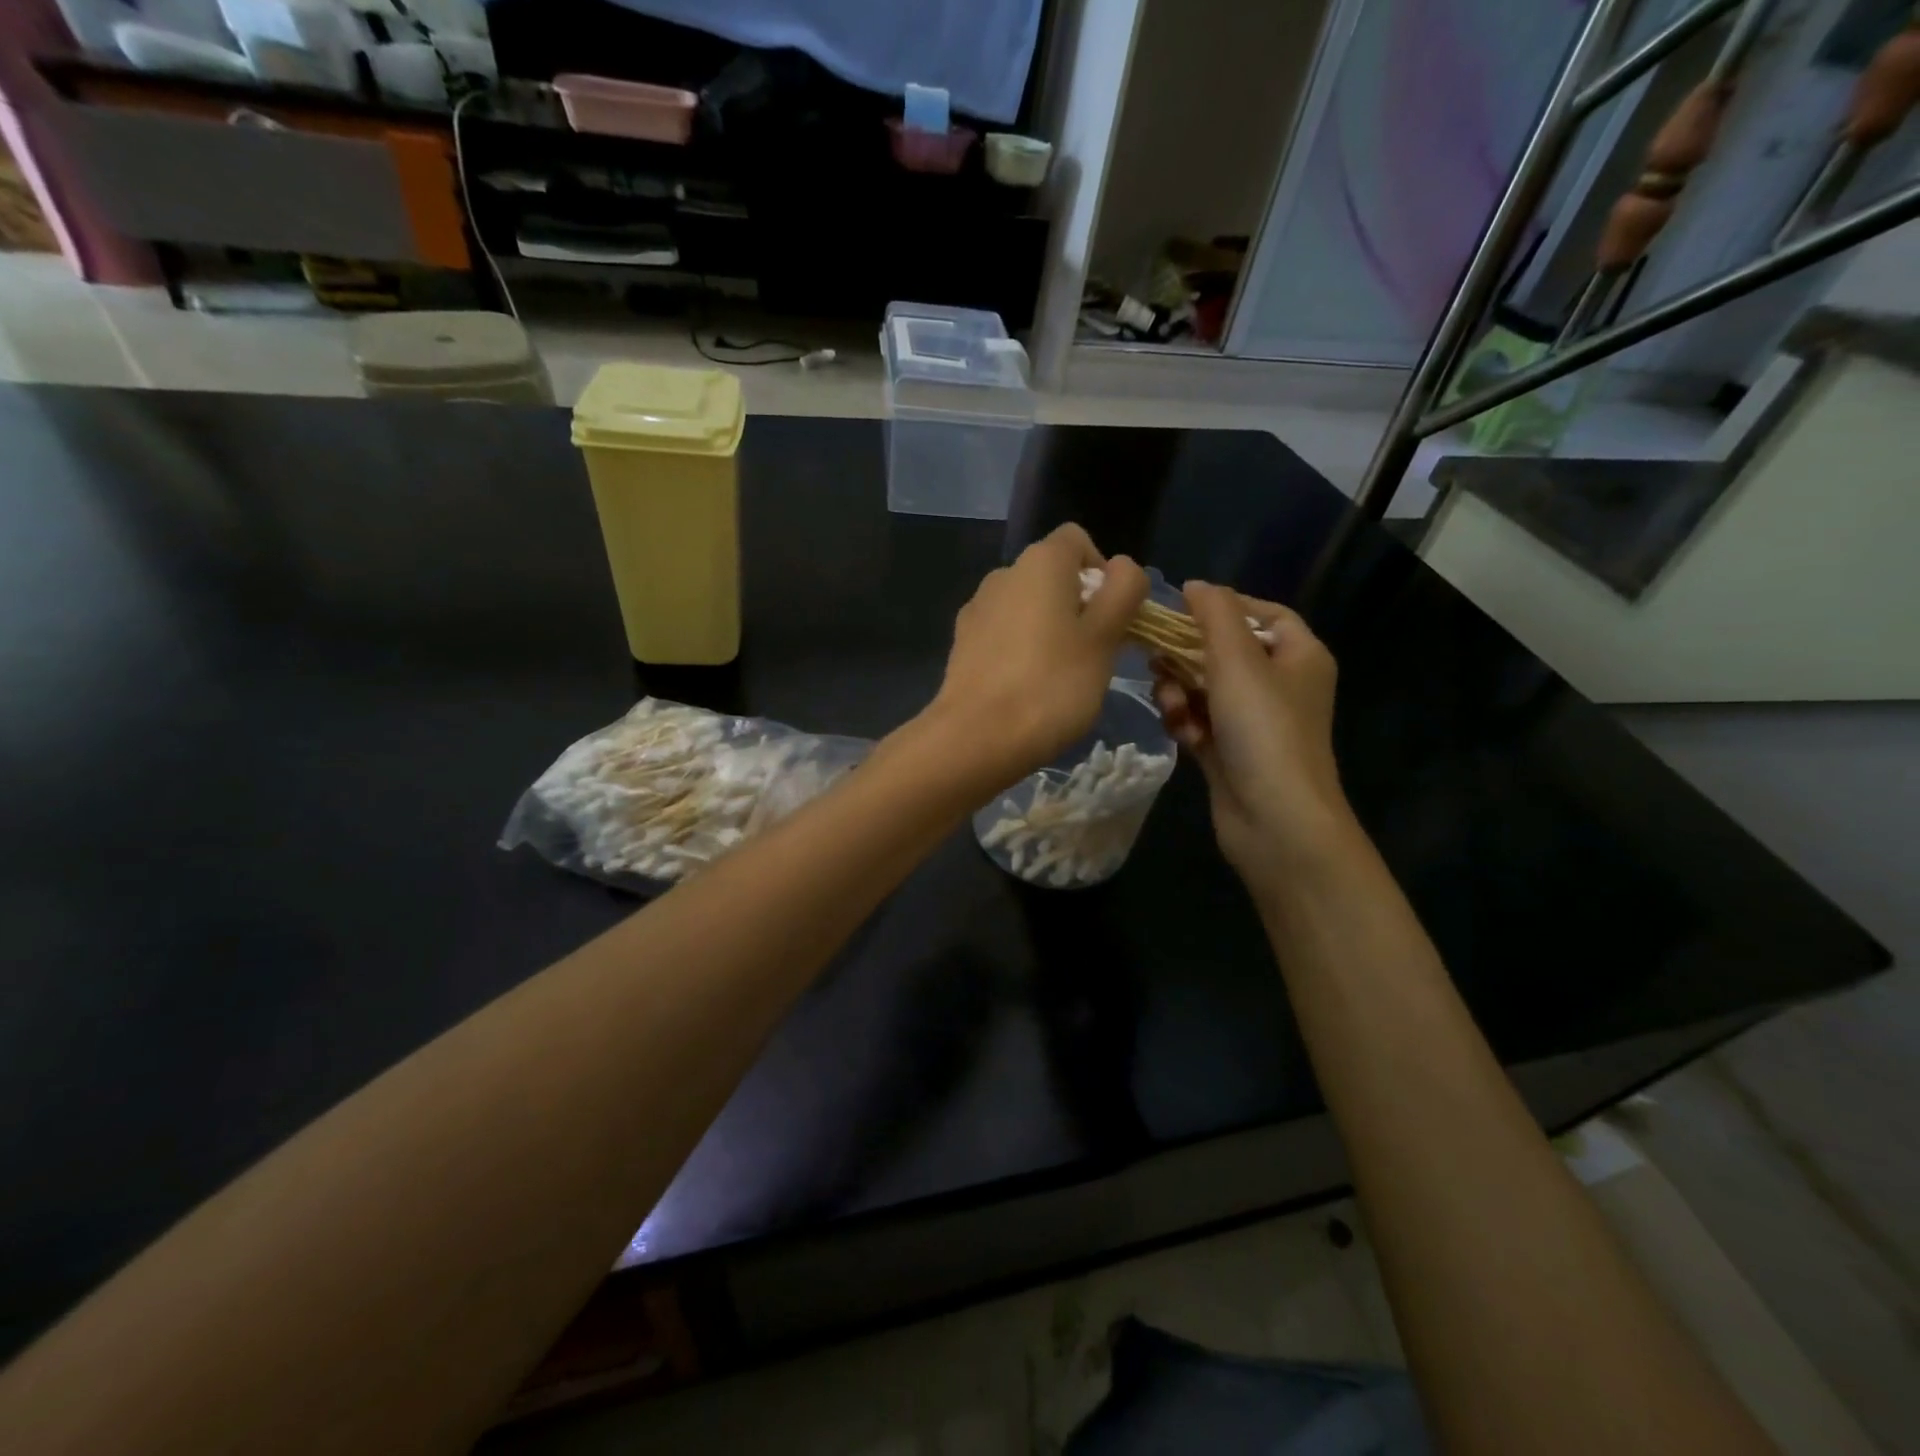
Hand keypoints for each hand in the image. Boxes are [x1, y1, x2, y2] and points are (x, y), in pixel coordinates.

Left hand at [931, 524, 1148, 787]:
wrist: (977, 737)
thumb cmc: (1052, 684)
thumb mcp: (1105, 637)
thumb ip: (1123, 591)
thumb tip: (1122, 568)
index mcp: (1039, 562)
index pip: (1078, 541)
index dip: (1103, 571)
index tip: (1111, 615)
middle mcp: (1003, 574)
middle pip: (1052, 575)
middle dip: (1078, 605)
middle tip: (1094, 653)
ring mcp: (977, 609)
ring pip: (1027, 607)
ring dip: (1049, 629)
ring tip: (1060, 677)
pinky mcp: (962, 643)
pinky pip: (1003, 634)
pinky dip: (1020, 650)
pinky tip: (1026, 688)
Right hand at [1153, 583, 1355, 885]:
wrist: (1276, 821)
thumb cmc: (1264, 730)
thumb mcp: (1238, 659)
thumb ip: (1215, 615)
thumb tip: (1195, 585)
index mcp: (1299, 657)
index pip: (1265, 614)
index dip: (1226, 606)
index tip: (1184, 609)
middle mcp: (1280, 686)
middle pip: (1226, 651)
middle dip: (1189, 655)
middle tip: (1156, 656)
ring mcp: (1254, 722)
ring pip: (1205, 688)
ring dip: (1181, 692)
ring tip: (1172, 705)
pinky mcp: (1230, 752)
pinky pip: (1199, 722)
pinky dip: (1186, 723)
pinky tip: (1181, 733)